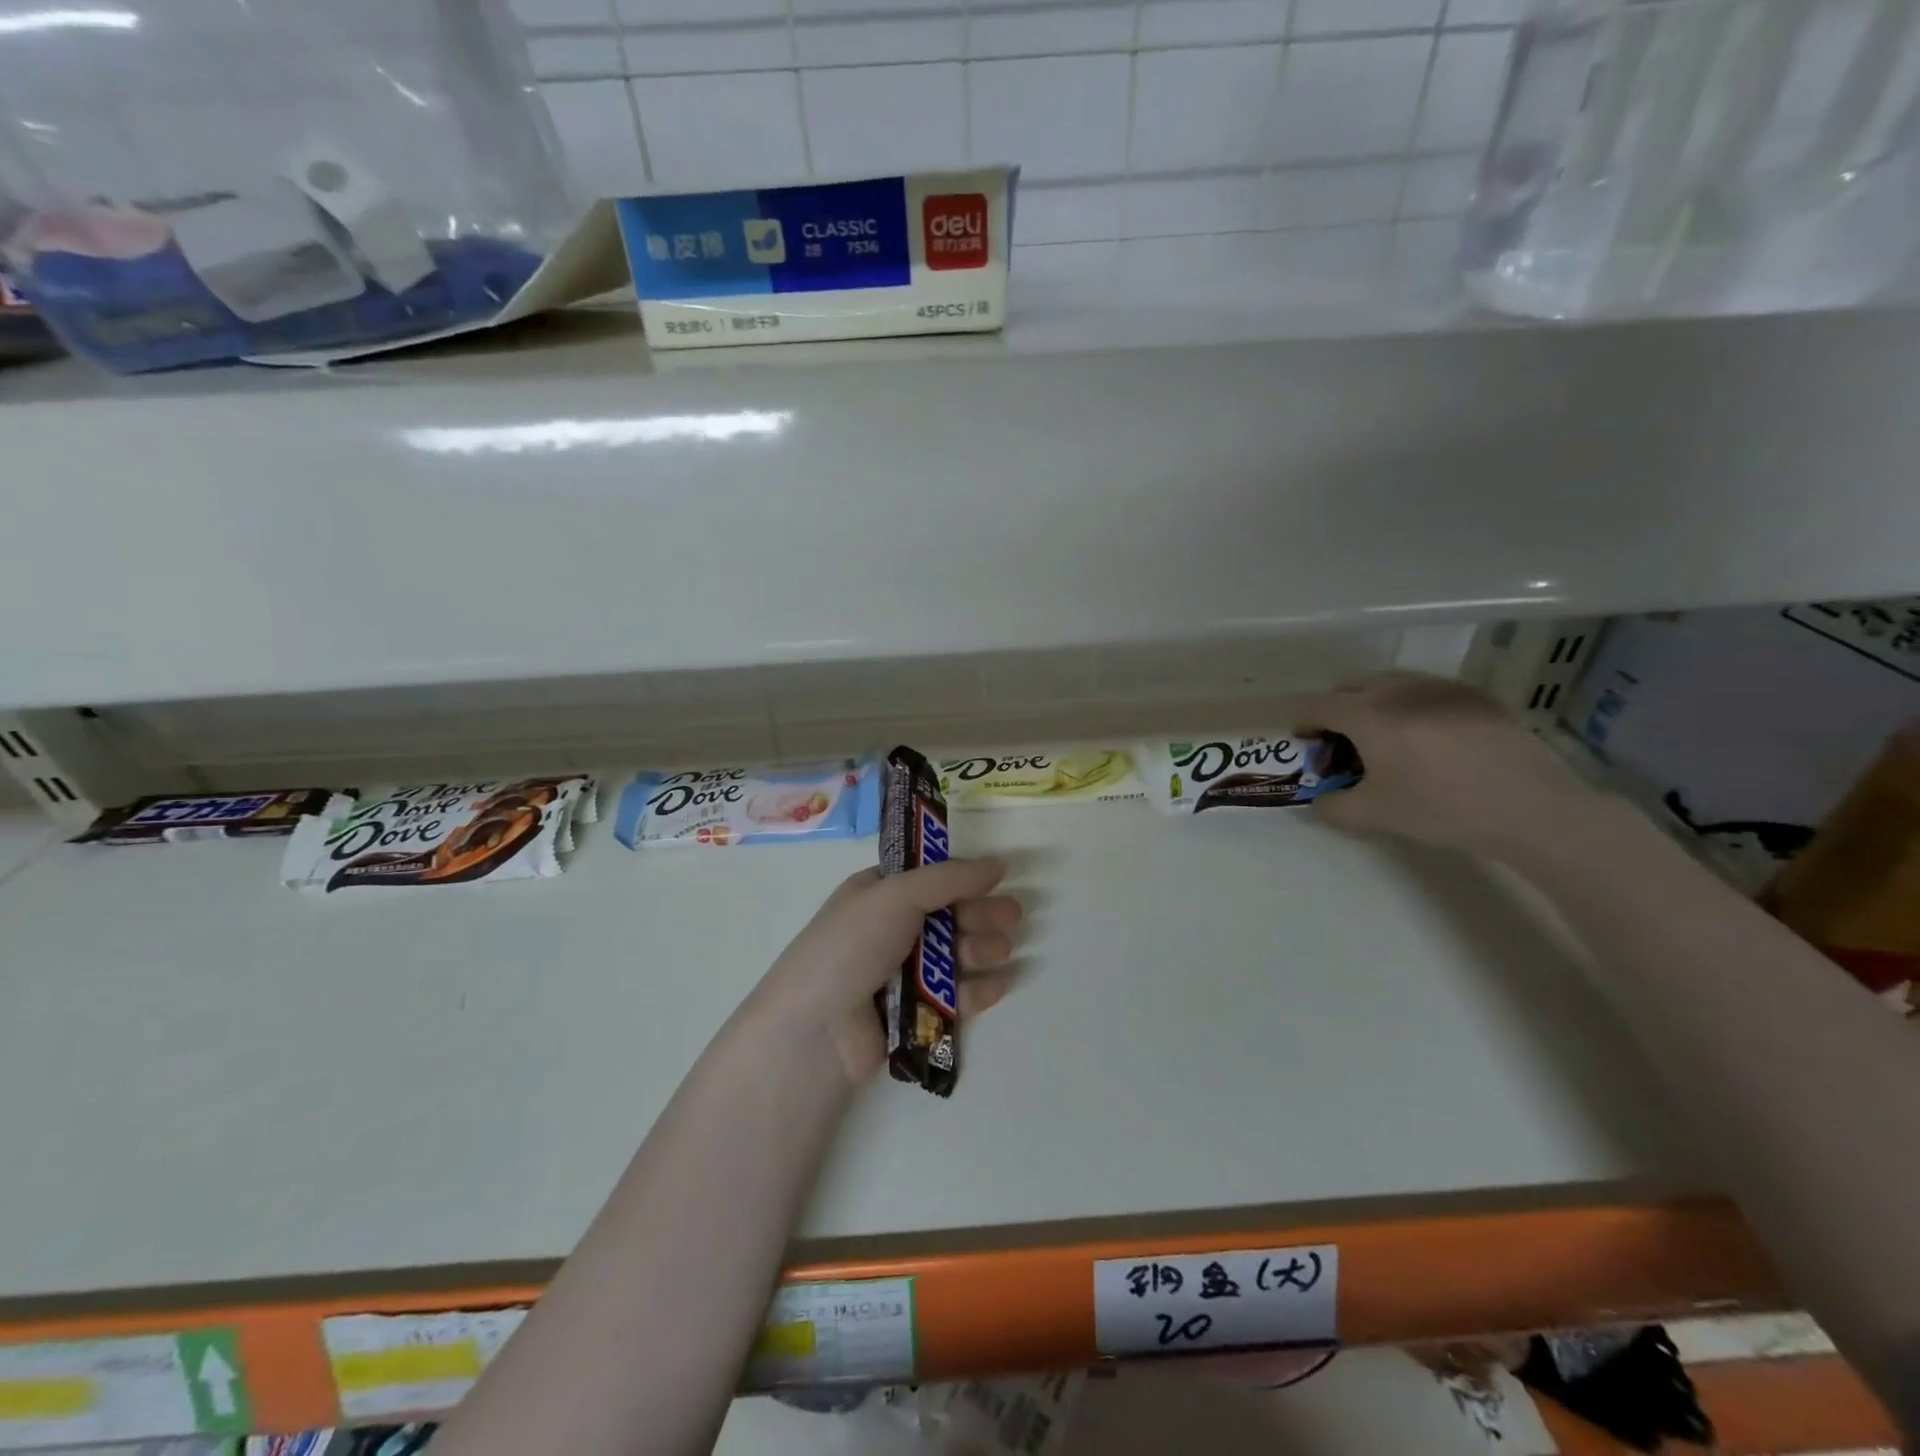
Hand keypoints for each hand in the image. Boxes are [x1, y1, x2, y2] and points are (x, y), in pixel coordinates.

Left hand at [747, 859, 1024, 1083]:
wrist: (816, 1030)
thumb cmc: (852, 946)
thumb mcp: (896, 895)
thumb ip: (949, 879)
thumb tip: (998, 864)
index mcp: (878, 895)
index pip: (929, 880)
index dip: (963, 879)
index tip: (997, 879)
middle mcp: (890, 931)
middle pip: (948, 917)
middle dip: (980, 915)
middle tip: (1013, 917)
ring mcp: (901, 975)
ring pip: (954, 957)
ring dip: (981, 949)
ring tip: (1000, 950)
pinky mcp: (913, 1016)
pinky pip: (955, 997)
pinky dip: (978, 989)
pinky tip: (1000, 983)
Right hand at [1290, 671, 1601, 859]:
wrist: (1529, 807)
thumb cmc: (1440, 808)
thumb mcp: (1375, 815)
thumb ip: (1333, 807)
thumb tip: (1319, 802)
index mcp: (1367, 714)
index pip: (1317, 704)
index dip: (1302, 720)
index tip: (1303, 740)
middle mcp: (1398, 689)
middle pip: (1350, 686)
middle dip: (1336, 709)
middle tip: (1342, 742)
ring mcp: (1439, 687)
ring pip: (1389, 683)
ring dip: (1372, 703)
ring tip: (1385, 737)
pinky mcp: (1474, 695)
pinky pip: (1426, 690)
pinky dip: (1410, 706)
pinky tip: (1429, 740)